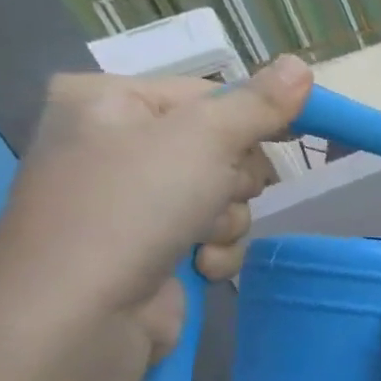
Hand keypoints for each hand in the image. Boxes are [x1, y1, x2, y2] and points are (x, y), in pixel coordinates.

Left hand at [0, 55, 314, 380]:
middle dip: (236, 180)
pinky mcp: (150, 246)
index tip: (289, 141)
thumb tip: (302, 64)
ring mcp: (131, 200)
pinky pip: (211, 234)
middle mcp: (116, 144)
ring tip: (199, 239)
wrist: (78, 316)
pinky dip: (216, 251)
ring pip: (225, 196)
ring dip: (228, 220)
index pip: (209, 94)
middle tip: (216, 192)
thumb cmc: (132, 208)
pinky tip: (198, 267)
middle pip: (223, 147)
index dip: (252, 120)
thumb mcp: (203, 141)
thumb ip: (258, 105)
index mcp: (110, 100)